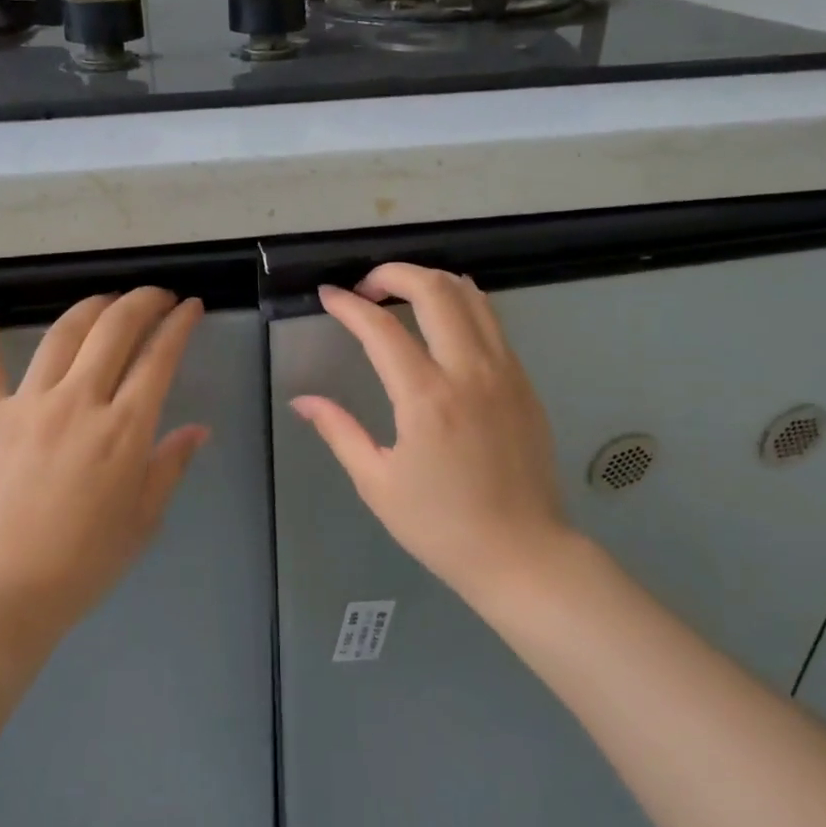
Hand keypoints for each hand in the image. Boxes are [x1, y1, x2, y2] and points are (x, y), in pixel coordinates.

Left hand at [0, 287, 208, 651]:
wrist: (3, 593)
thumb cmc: (84, 563)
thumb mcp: (143, 519)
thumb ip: (170, 465)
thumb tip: (197, 429)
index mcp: (124, 429)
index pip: (159, 357)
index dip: (179, 324)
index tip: (191, 306)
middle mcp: (79, 402)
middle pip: (114, 329)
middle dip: (142, 302)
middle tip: (156, 297)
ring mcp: (28, 404)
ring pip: (62, 333)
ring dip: (91, 307)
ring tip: (106, 300)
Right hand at [291, 263, 572, 596]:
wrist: (522, 553)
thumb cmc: (441, 525)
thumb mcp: (377, 482)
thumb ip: (338, 431)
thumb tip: (302, 400)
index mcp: (426, 398)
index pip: (380, 327)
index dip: (348, 304)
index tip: (328, 296)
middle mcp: (469, 371)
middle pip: (434, 289)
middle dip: (394, 273)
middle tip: (367, 288)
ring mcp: (504, 372)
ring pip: (471, 296)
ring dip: (431, 282)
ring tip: (402, 295)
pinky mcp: (524, 382)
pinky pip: (492, 322)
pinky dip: (461, 305)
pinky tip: (442, 323)